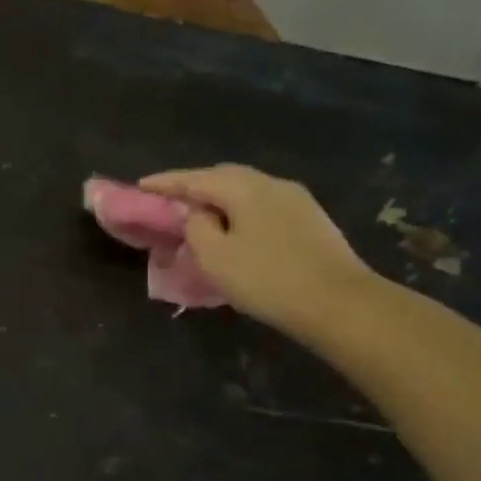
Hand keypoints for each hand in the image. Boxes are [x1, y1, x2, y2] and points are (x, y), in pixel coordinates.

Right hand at [139, 164, 375, 334]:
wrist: (340, 303)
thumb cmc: (268, 279)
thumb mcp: (216, 257)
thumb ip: (196, 228)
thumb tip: (198, 214)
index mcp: (244, 188)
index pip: (194, 178)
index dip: (165, 182)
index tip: (140, 186)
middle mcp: (271, 184)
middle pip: (224, 177)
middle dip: (194, 187)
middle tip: (170, 203)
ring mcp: (296, 200)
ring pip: (246, 191)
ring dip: (220, 200)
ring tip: (201, 218)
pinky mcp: (311, 220)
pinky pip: (263, 206)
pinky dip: (241, 212)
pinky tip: (236, 231)